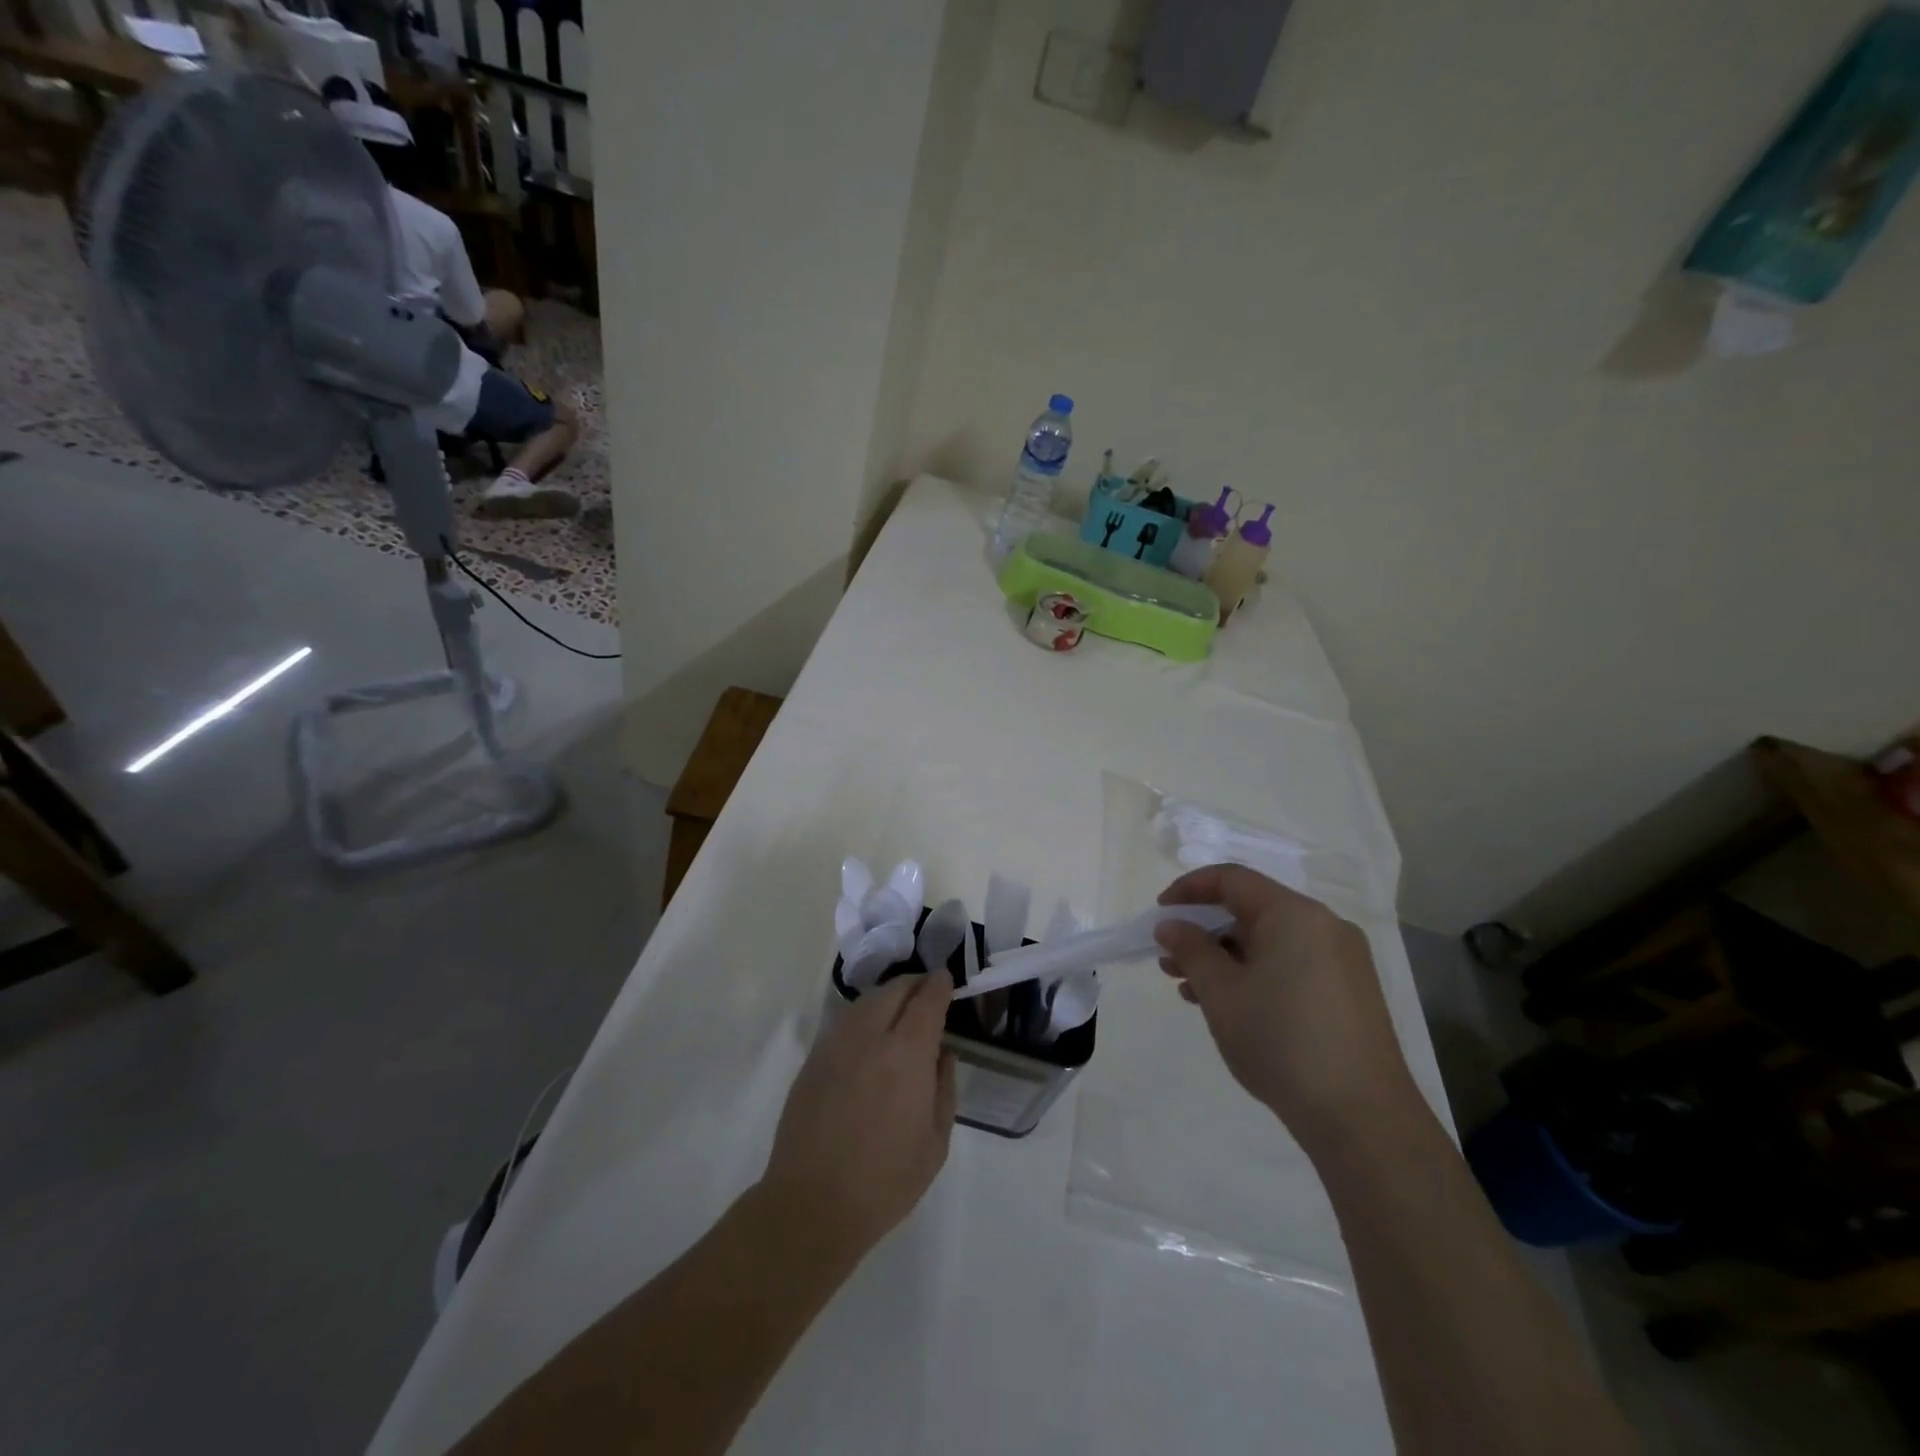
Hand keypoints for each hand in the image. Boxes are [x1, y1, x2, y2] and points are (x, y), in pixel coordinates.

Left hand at [762, 973, 957, 1254]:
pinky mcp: (813, 1059)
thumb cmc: (885, 1181)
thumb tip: (942, 1054)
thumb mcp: (935, 1142)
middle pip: (894, 990)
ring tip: (900, 1009)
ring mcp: (835, 1045)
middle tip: (927, 990)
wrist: (811, 1205)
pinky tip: (871, 1035)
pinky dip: (864, 1016)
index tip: (946, 978)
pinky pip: (845, 1022)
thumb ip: (944, 1088)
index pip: (926, 1000)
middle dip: (914, 984)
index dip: (939, 985)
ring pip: (866, 1001)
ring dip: (888, 996)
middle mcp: (870, 1036)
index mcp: (906, 1054)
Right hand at [1155, 865, 1420, 1149]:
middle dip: (1204, 931)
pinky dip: (1255, 974)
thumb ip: (1191, 950)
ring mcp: (1342, 961)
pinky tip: (1230, 1006)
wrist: (1362, 1118)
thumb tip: (1171, 926)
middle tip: (1169, 960)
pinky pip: (1291, 965)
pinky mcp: (1349, 993)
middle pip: (1251, 910)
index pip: (1232, 879)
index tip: (1160, 914)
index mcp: (1294, 914)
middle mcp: (1323, 926)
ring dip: (1226, 957)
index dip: (1189, 889)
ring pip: (1270, 942)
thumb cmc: (1281, 1041)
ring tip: (1190, 989)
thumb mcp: (1221, 993)